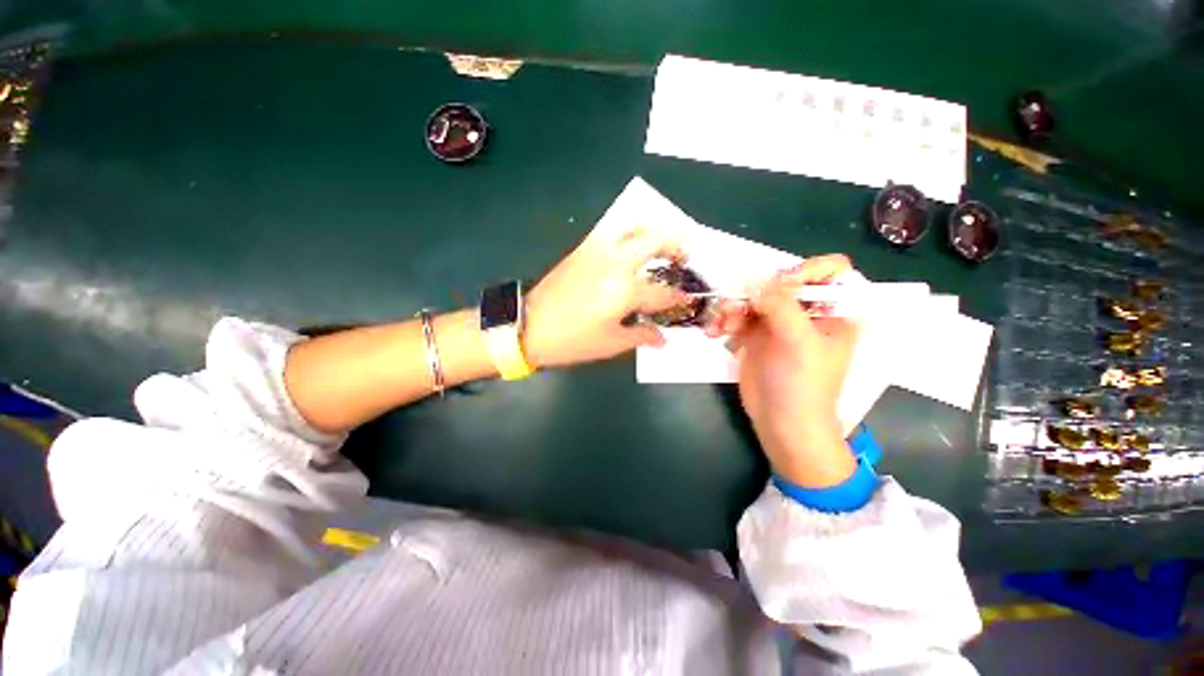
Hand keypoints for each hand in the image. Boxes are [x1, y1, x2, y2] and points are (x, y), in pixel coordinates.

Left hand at [522, 226, 690, 368]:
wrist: (530, 326)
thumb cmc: (573, 340)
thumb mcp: (611, 344)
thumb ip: (641, 336)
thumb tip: (661, 338)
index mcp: (625, 290)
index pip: (662, 292)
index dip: (678, 297)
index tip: (686, 298)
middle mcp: (616, 263)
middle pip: (655, 241)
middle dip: (676, 246)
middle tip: (683, 257)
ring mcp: (598, 251)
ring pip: (633, 227)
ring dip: (653, 231)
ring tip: (660, 244)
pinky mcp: (583, 248)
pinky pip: (612, 231)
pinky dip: (629, 233)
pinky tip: (631, 247)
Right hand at [718, 255, 860, 487]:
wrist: (782, 422)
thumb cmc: (803, 384)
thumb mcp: (800, 342)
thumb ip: (782, 306)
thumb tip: (756, 283)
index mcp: (834, 311)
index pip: (829, 270)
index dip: (805, 271)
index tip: (779, 287)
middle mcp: (807, 311)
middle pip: (781, 281)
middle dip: (755, 292)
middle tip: (737, 308)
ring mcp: (779, 322)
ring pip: (754, 297)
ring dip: (732, 308)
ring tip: (721, 326)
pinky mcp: (755, 334)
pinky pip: (737, 315)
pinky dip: (724, 320)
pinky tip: (714, 333)